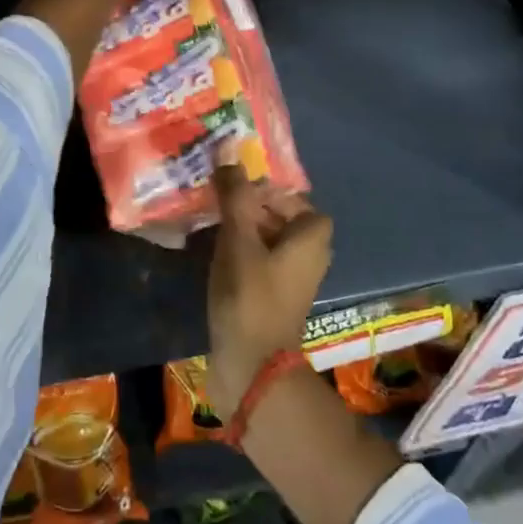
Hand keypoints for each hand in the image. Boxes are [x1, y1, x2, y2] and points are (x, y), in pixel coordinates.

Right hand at [206, 157, 332, 416]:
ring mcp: (292, 280)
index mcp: (311, 238)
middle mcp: (309, 257)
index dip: (269, 189)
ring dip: (244, 229)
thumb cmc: (250, 297)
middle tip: (218, 199)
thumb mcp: (239, 240)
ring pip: (269, 240)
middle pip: (281, 217)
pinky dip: (242, 253)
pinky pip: (261, 262)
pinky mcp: (274, 299)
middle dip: (251, 206)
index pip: (295, 198)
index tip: (236, 188)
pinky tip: (215, 254)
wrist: (252, 368)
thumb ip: (235, 197)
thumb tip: (229, 155)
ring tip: (211, 222)